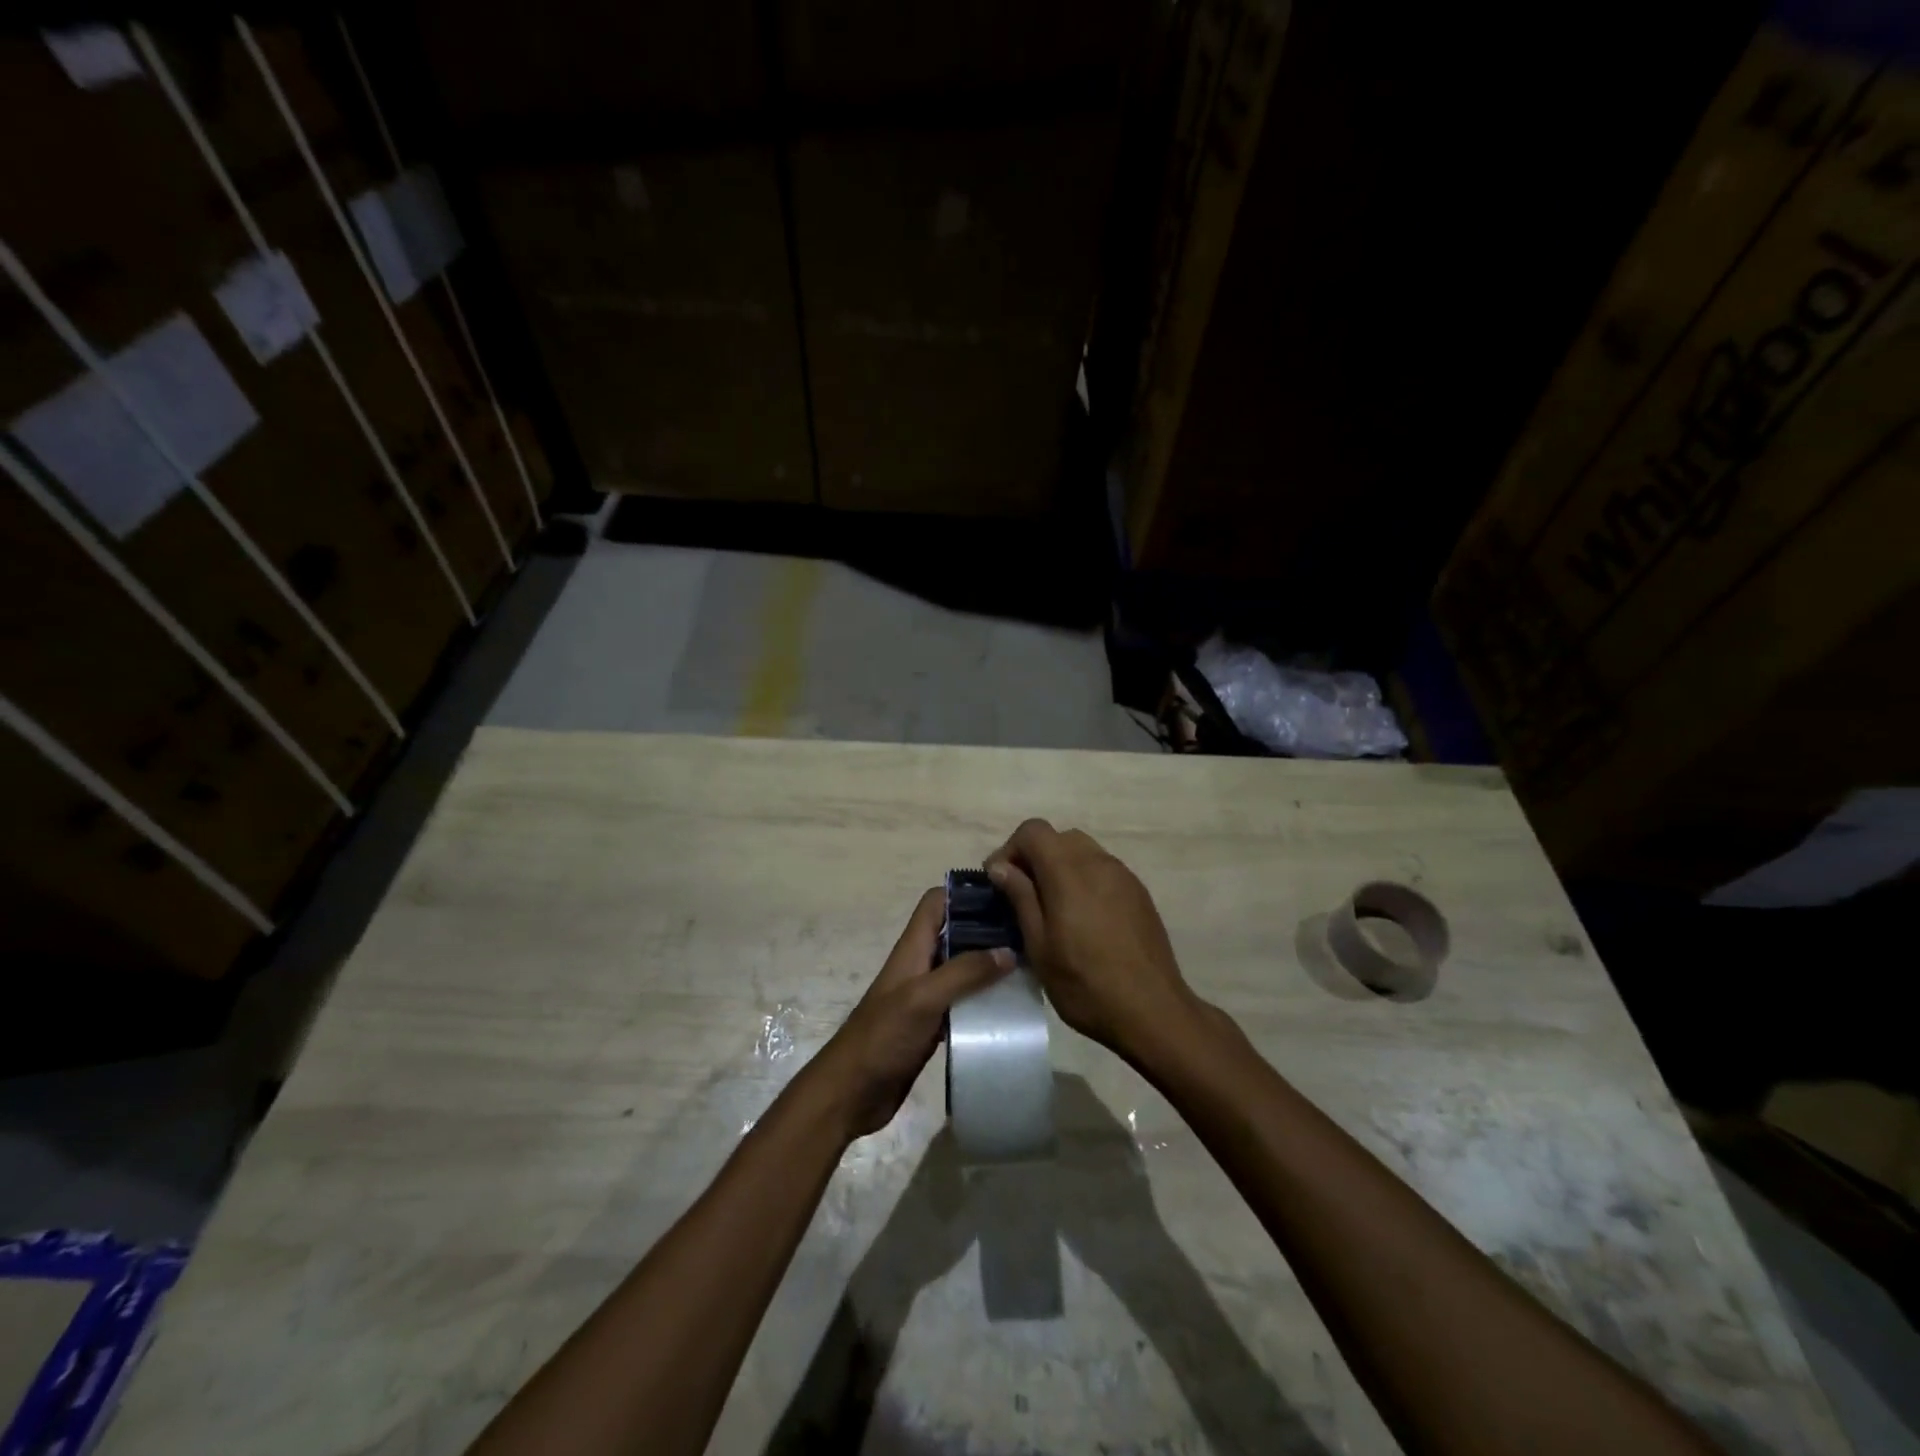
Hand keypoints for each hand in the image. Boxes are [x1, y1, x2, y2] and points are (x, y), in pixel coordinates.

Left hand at [812, 888, 1012, 1140]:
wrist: (852, 1092)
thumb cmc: (883, 1036)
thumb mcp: (924, 998)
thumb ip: (964, 972)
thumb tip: (1008, 951)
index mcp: (913, 949)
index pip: (937, 903)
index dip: (965, 892)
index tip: (1004, 893)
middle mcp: (920, 966)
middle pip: (955, 933)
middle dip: (987, 929)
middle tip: (1029, 933)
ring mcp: (926, 996)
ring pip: (963, 969)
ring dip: (990, 966)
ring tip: (1030, 966)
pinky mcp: (933, 1025)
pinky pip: (964, 1003)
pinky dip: (984, 1000)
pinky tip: (1011, 1006)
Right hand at [986, 819, 1198, 1060]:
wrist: (1152, 1010)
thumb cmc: (1085, 983)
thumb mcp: (1039, 945)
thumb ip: (1020, 897)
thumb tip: (1000, 866)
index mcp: (1069, 871)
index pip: (1033, 830)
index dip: (1010, 849)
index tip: (999, 882)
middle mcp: (1098, 862)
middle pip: (1059, 837)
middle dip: (1035, 856)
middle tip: (1022, 894)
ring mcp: (1123, 875)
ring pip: (1083, 851)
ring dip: (1060, 867)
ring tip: (1052, 907)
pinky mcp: (1138, 892)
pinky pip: (1103, 869)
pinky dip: (1084, 879)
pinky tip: (1082, 918)